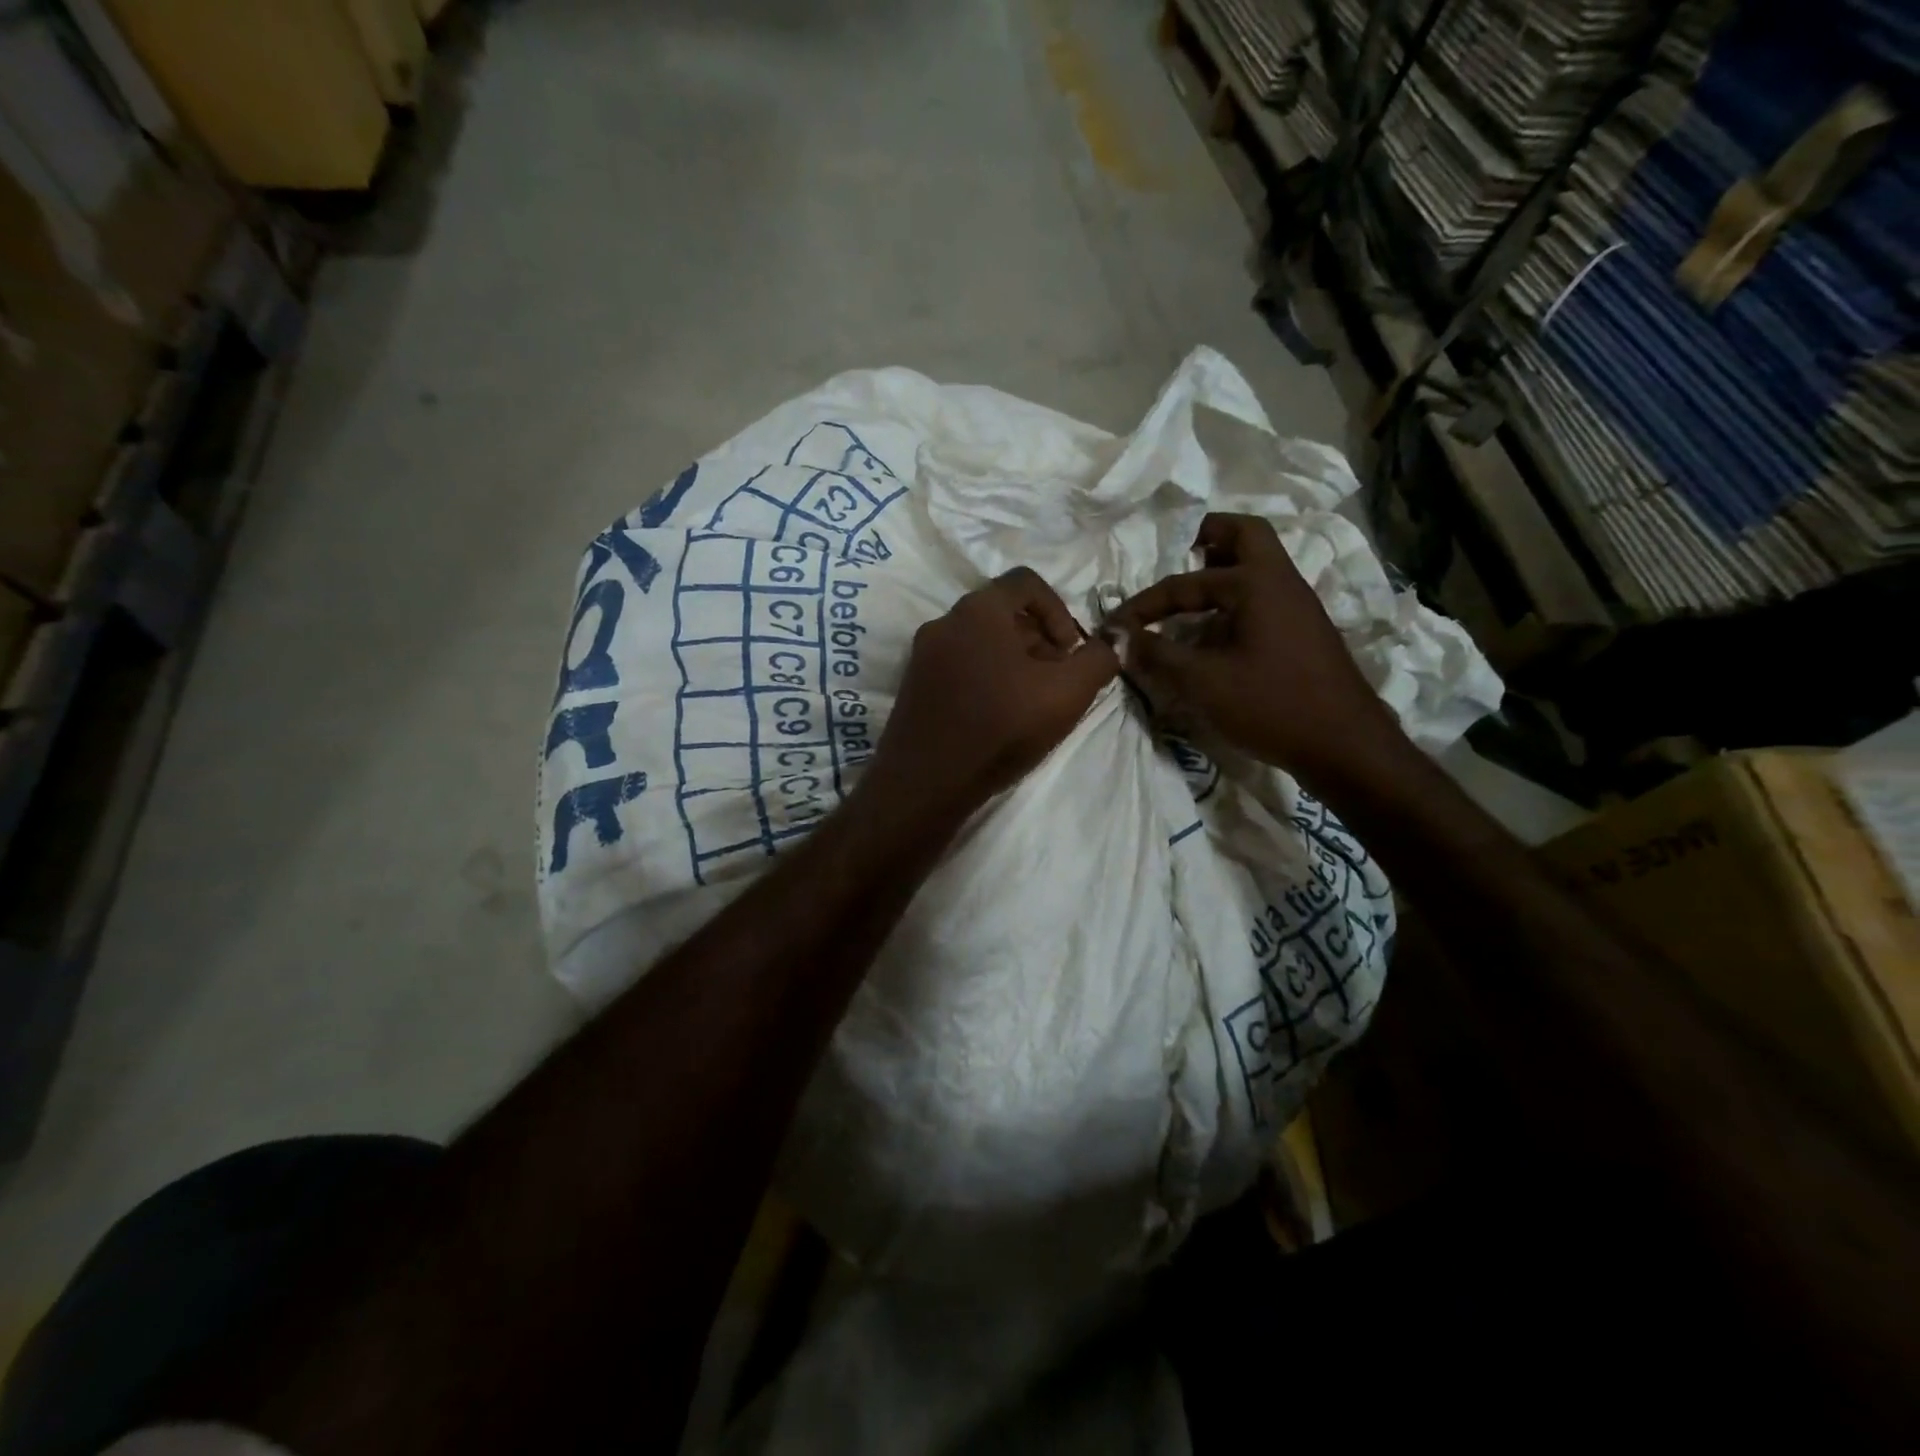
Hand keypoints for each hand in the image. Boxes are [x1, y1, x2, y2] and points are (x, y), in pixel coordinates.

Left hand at [864, 568, 1117, 815]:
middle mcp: (944, 621)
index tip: (1070, 650)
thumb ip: (1099, 659)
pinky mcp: (913, 684)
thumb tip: (1113, 639)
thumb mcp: (1067, 693)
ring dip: (1013, 660)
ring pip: (979, 640)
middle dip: (1038, 638)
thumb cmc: (1001, 727)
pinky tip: (997, 715)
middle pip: (1002, 612)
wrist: (927, 781)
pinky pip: (958, 664)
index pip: (1026, 582)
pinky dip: (985, 676)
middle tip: (1055, 678)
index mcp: (979, 609)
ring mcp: (923, 654)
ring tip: (1029, 701)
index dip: (1059, 609)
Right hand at [1109, 513, 1399, 780]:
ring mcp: (1299, 607)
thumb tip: (1123, 638)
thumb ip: (1158, 655)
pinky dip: (1234, 602)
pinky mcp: (1303, 633)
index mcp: (1257, 583)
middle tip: (1176, 554)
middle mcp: (1282, 583)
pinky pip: (1263, 598)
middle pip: (1245, 535)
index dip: (1145, 604)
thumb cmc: (1272, 705)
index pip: (1186, 582)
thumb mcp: (1203, 683)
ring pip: (1258, 567)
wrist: (1345, 745)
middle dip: (1206, 537)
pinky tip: (1213, 635)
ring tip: (1186, 599)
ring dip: (1221, 572)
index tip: (1115, 626)